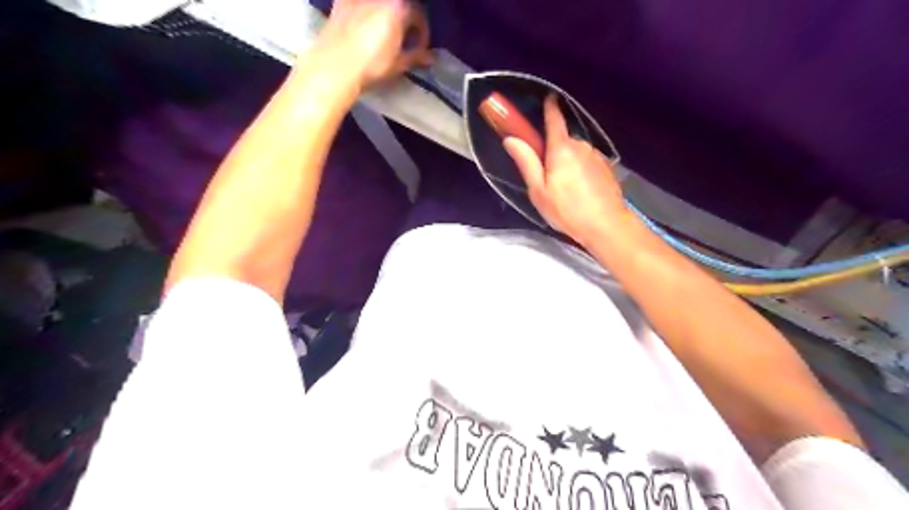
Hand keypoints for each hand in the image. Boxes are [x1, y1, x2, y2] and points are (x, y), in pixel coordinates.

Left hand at [317, 1, 435, 89]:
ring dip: (386, 14)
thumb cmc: (372, 65)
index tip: (419, 48)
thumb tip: (431, 57)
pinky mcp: (342, 1)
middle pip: (400, 5)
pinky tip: (363, 23)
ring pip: (380, 4)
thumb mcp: (398, 63)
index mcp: (399, 8)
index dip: (422, 33)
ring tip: (384, 30)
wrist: (336, 65)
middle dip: (405, 19)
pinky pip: (360, 3)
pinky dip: (366, 9)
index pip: (419, 15)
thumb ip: (416, 56)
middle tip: (403, 38)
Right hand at [501, 96, 628, 247]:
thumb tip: (511, 139)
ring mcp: (596, 156)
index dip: (549, 107)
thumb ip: (526, 162)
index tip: (547, 98)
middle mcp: (581, 145)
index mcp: (561, 148)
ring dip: (568, 163)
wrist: (605, 225)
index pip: (554, 119)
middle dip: (554, 151)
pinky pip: (588, 162)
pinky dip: (581, 171)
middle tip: (546, 176)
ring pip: (576, 153)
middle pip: (563, 140)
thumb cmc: (566, 210)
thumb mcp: (538, 190)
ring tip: (565, 189)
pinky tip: (580, 191)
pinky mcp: (606, 168)